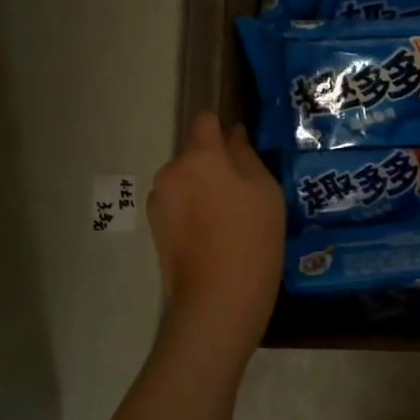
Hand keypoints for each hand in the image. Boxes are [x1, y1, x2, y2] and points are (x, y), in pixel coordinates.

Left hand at [148, 113, 284, 352]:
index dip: (224, 129)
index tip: (242, 150)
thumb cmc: (252, 238)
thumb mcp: (265, 191)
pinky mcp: (154, 227)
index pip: (206, 121)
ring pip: (185, 180)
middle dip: (214, 165)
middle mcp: (171, 171)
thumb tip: (233, 134)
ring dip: (202, 189)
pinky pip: (177, 205)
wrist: (217, 299)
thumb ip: (246, 155)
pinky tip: (211, 238)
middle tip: (243, 195)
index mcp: (200, 155)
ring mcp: (158, 200)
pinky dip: (192, 212)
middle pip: (195, 154)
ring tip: (228, 222)